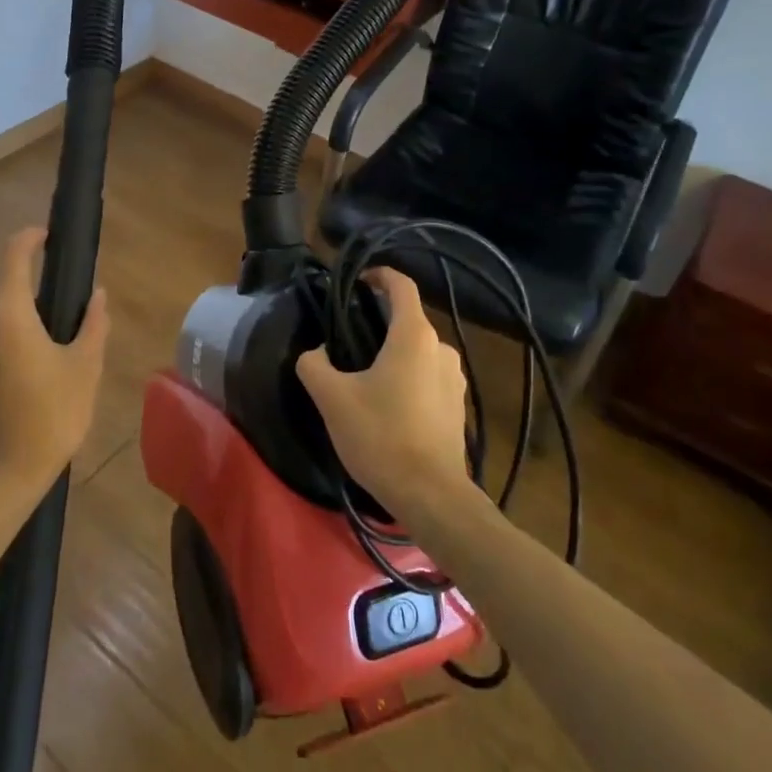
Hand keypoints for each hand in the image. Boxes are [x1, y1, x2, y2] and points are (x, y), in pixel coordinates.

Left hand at [0, 227, 108, 491]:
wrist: (7, 474)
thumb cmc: (53, 414)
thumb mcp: (86, 366)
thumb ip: (93, 323)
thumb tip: (98, 294)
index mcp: (11, 315)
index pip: (14, 256)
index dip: (30, 238)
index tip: (49, 236)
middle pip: (13, 293)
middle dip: (40, 300)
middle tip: (71, 325)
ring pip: (4, 320)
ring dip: (28, 327)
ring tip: (57, 359)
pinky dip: (14, 347)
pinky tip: (35, 379)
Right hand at [296, 267, 470, 516]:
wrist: (431, 496)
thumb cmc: (380, 436)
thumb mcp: (331, 397)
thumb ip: (314, 364)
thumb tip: (317, 352)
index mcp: (414, 335)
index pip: (400, 285)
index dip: (378, 275)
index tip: (356, 282)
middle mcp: (441, 348)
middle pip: (407, 319)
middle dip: (378, 322)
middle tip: (345, 341)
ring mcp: (455, 378)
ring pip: (418, 350)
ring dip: (392, 354)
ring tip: (363, 377)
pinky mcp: (458, 406)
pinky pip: (428, 376)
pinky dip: (407, 377)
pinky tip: (387, 405)